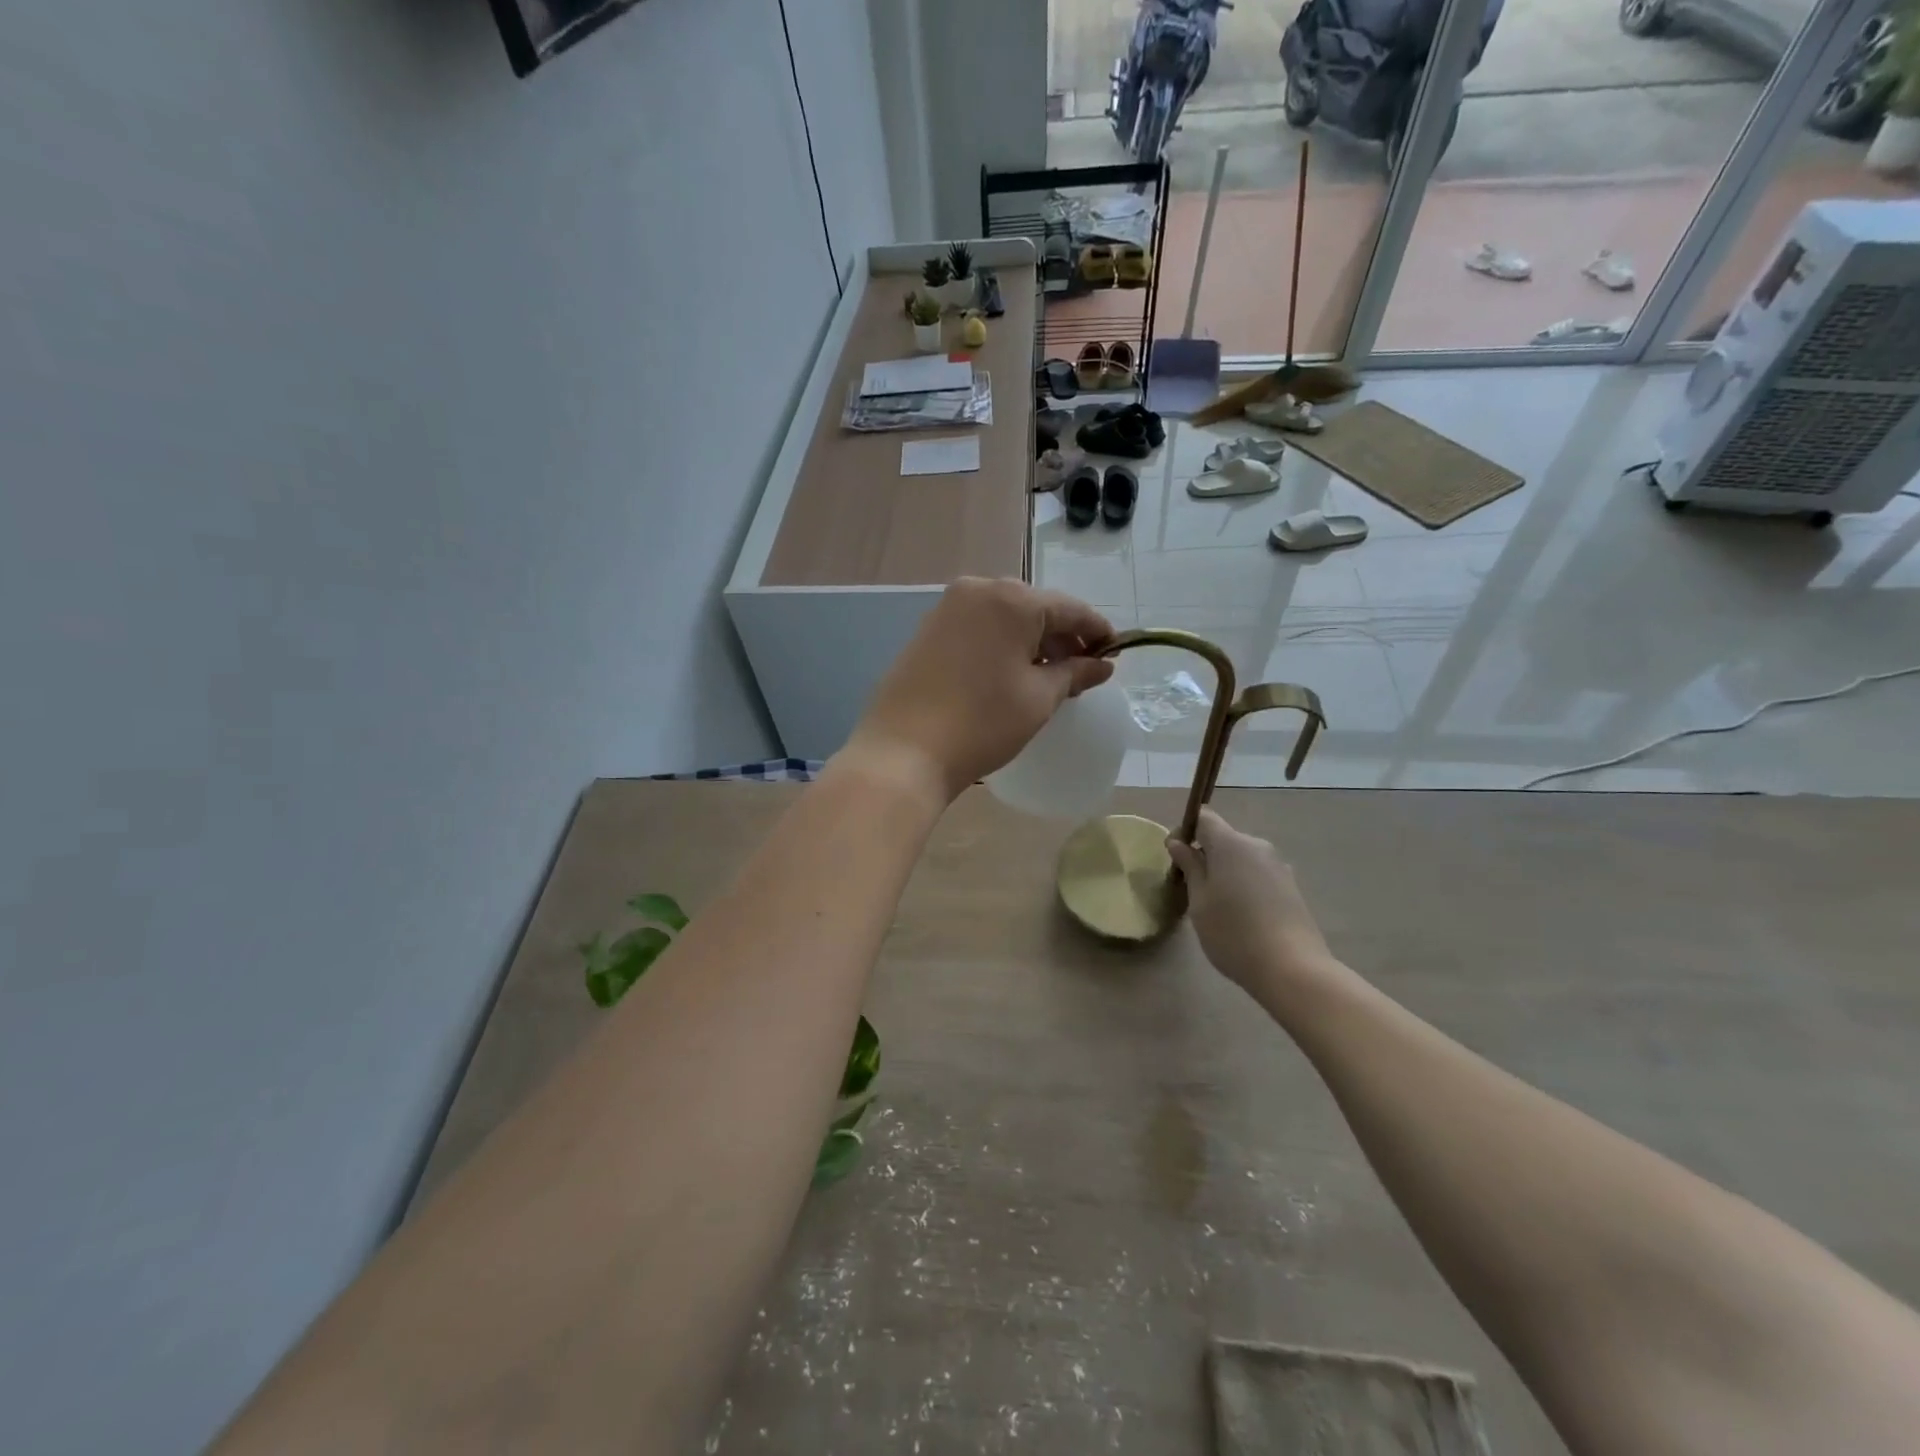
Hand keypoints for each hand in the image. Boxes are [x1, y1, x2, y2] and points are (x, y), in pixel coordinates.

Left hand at [846, 578, 1114, 802]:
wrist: (904, 752)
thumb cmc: (982, 723)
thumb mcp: (1039, 698)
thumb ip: (1074, 673)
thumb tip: (1102, 665)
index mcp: (1011, 599)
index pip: (1069, 609)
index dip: (1096, 632)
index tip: (1115, 654)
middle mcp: (978, 590)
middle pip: (1035, 608)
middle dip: (1061, 637)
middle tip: (1081, 670)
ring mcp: (947, 608)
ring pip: (1005, 617)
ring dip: (1031, 641)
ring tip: (1048, 676)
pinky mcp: (928, 630)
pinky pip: (979, 627)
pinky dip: (1001, 644)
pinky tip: (1010, 673)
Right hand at [1166, 808, 1335, 994]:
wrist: (1292, 969)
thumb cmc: (1232, 932)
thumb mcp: (1199, 900)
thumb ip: (1190, 867)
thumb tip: (1179, 843)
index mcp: (1231, 843)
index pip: (1204, 818)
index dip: (1186, 831)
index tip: (1176, 857)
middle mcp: (1257, 846)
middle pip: (1224, 839)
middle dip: (1205, 855)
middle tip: (1191, 888)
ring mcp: (1278, 866)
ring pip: (1242, 859)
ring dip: (1226, 872)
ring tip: (1217, 907)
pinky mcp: (1291, 887)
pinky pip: (1258, 875)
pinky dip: (1244, 885)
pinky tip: (1242, 917)